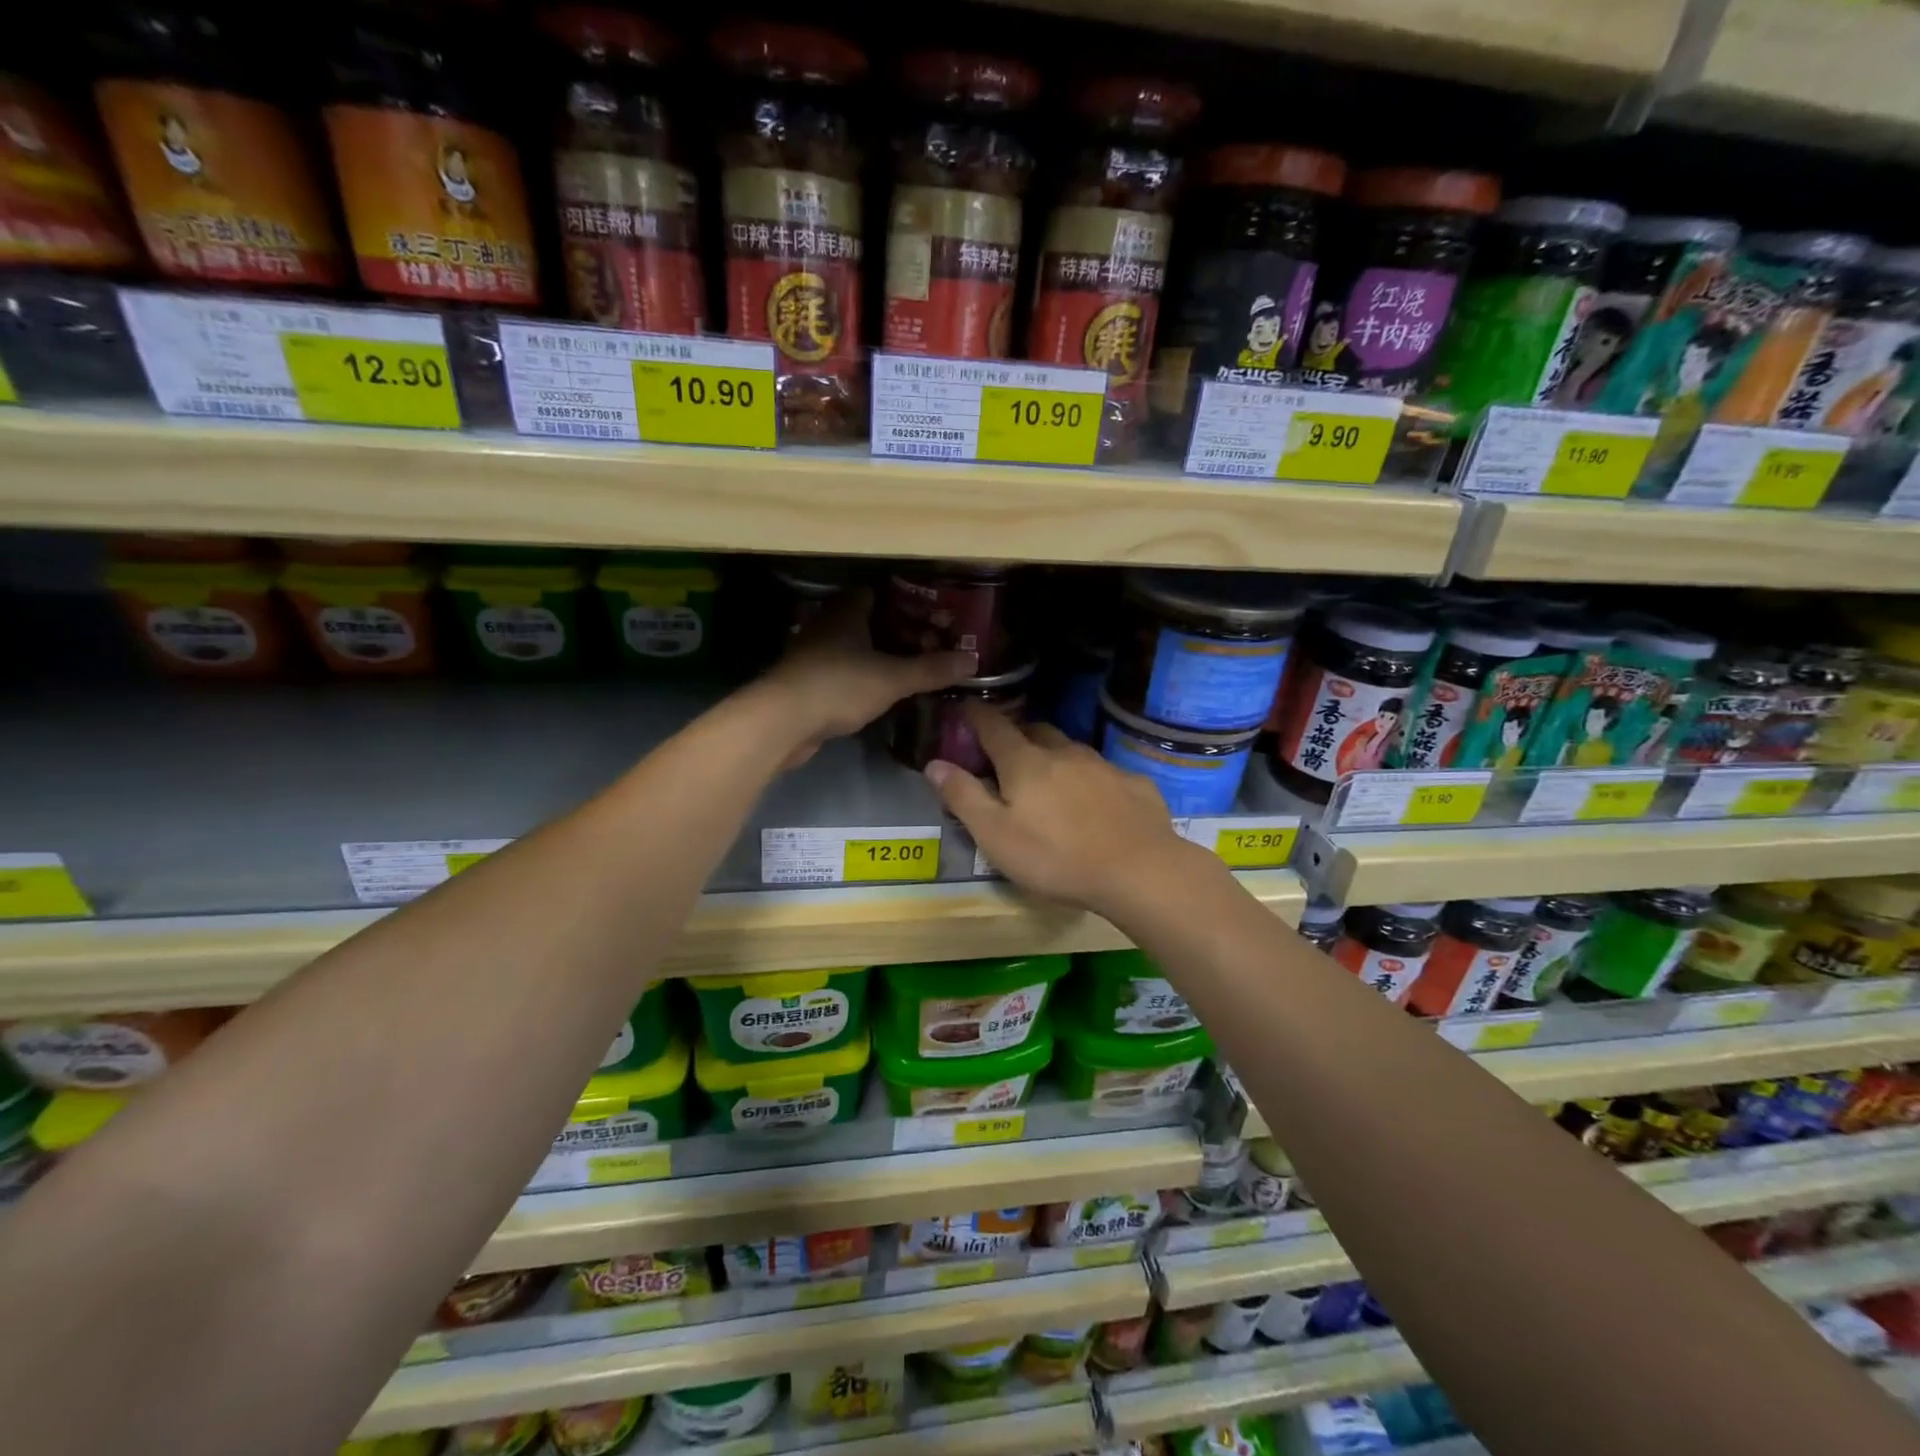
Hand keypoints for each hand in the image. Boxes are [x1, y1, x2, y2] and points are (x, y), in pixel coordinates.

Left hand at [760, 589, 974, 769]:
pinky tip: (879, 692)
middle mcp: (827, 625)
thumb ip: (930, 669)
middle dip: (895, 630)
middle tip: (928, 643)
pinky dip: (861, 677)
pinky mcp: (805, 682)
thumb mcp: (892, 678)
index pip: (877, 592)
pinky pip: (841, 672)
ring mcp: (812, 654)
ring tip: (910, 667)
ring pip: (852, 647)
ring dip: (877, 655)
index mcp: (847, 611)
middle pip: (866, 620)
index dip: (905, 599)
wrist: (782, 721)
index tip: (932, 612)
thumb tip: (972, 660)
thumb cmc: (838, 686)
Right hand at [924, 703, 1214, 918]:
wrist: (1138, 871)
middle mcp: (1064, 752)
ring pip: (1071, 750)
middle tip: (1007, 757)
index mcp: (1025, 762)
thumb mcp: (995, 835)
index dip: (976, 715)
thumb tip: (934, 763)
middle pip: (1035, 731)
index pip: (994, 726)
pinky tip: (1095, 806)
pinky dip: (1090, 781)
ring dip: (1055, 758)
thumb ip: (963, 797)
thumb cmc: (1054, 857)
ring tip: (1051, 784)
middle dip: (1017, 736)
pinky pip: (1104, 773)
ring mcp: (1103, 765)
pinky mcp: (1135, 783)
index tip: (965, 708)